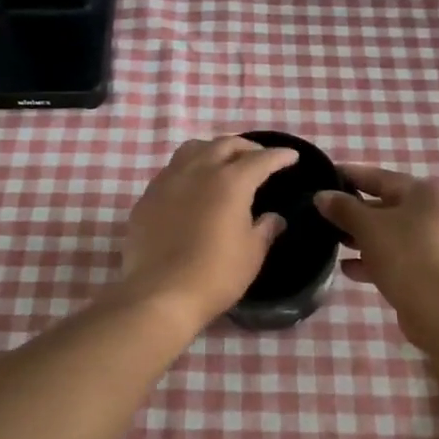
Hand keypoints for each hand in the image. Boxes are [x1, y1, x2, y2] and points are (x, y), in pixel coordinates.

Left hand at [119, 136, 299, 326]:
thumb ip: (265, 229)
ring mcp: (168, 181)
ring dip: (213, 150)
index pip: (260, 159)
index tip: (291, 156)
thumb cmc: (215, 275)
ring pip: (193, 149)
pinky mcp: (147, 197)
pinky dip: (188, 170)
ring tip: (222, 162)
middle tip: (258, 157)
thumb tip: (274, 218)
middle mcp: (198, 171)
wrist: (160, 294)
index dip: (279, 156)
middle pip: (225, 144)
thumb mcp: (251, 254)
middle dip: (246, 147)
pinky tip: (191, 187)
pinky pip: (171, 171)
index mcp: (230, 182)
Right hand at [315, 164, 438, 322]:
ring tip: (331, 241)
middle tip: (322, 213)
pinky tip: (347, 268)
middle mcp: (436, 211)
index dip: (349, 176)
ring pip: (390, 233)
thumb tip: (321, 196)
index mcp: (425, 192)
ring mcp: (436, 242)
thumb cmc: (403, 254)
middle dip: (353, 211)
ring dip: (361, 237)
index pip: (379, 177)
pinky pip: (397, 256)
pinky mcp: (431, 269)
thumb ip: (342, 208)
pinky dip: (374, 259)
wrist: (438, 309)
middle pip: (386, 205)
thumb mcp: (367, 226)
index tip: (323, 177)